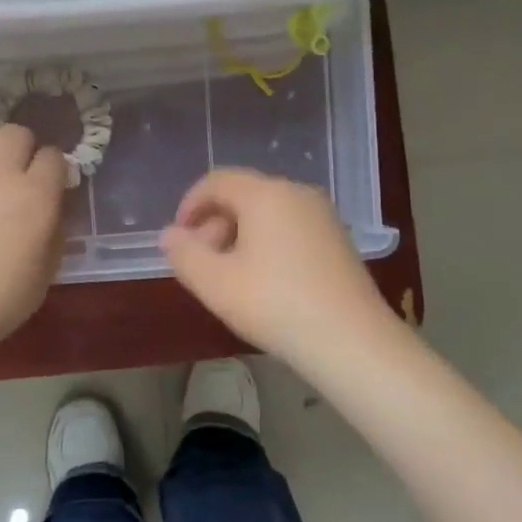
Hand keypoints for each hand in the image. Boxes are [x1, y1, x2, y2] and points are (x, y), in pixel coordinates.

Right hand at [160, 168, 395, 361]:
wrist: (351, 341)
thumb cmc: (274, 305)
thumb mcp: (215, 283)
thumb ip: (184, 254)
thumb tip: (170, 234)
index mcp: (266, 194)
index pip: (217, 181)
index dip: (190, 204)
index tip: (178, 239)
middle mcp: (297, 193)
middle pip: (243, 195)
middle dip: (214, 223)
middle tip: (202, 263)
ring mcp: (323, 216)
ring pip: (268, 213)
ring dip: (239, 236)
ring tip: (230, 277)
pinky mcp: (338, 240)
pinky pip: (290, 228)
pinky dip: (267, 244)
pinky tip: (264, 282)